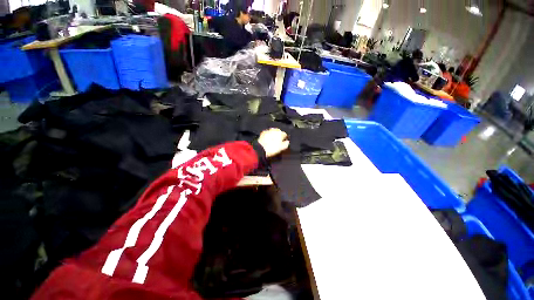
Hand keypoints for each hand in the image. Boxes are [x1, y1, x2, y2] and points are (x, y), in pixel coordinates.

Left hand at [257, 128, 289, 157]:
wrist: (261, 149)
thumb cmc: (272, 148)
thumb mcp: (281, 148)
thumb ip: (286, 144)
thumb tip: (287, 142)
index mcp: (280, 133)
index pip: (285, 134)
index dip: (285, 138)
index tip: (284, 142)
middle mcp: (274, 130)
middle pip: (278, 132)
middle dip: (278, 136)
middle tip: (278, 142)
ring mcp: (268, 131)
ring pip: (272, 132)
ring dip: (273, 135)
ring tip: (272, 141)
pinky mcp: (263, 133)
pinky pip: (267, 133)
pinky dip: (268, 136)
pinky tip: (267, 140)